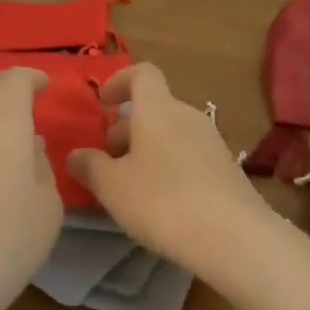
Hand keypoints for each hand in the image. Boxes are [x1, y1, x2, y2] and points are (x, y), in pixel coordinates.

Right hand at [67, 63, 288, 283]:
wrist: (233, 236)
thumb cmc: (162, 201)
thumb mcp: (112, 186)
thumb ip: (90, 166)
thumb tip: (76, 154)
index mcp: (158, 109)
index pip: (142, 74)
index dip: (119, 82)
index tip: (102, 104)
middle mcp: (187, 116)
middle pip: (153, 108)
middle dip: (126, 129)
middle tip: (107, 163)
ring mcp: (211, 142)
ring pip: (170, 133)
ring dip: (146, 151)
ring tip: (130, 187)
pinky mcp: (226, 169)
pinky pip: (188, 155)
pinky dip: (168, 167)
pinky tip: (161, 203)